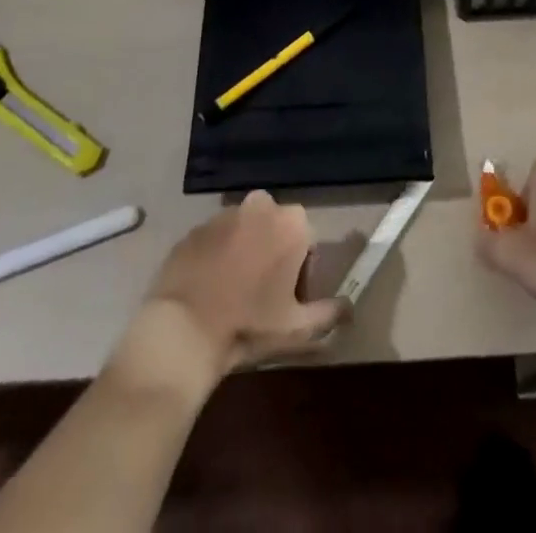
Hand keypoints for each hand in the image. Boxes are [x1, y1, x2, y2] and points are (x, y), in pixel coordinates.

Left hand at [144, 190, 343, 376]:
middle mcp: (261, 206)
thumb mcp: (297, 328)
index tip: (288, 299)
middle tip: (263, 295)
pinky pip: (215, 239)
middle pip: (277, 229)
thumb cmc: (249, 324)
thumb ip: (330, 313)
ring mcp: (224, 214)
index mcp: (292, 223)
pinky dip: (217, 255)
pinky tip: (209, 287)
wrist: (184, 330)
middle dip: (274, 253)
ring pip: (245, 230)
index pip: (307, 242)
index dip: (302, 272)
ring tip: (233, 292)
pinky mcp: (195, 228)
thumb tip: (351, 308)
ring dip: (246, 251)